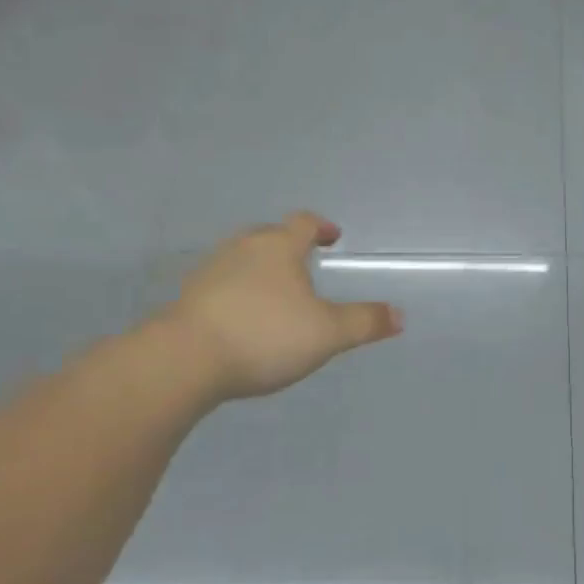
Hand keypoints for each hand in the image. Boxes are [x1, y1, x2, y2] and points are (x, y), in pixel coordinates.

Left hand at [158, 212, 401, 400]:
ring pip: (243, 259)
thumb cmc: (265, 335)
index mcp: (278, 247)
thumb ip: (364, 322)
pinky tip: (244, 317)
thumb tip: (399, 316)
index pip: (304, 223)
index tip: (333, 237)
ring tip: (277, 293)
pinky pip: (222, 285)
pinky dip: (238, 292)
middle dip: (289, 246)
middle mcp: (243, 248)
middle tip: (306, 263)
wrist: (184, 360)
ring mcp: (211, 271)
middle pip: (269, 236)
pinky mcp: (189, 298)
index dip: (321, 228)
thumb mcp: (327, 334)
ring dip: (262, 269)